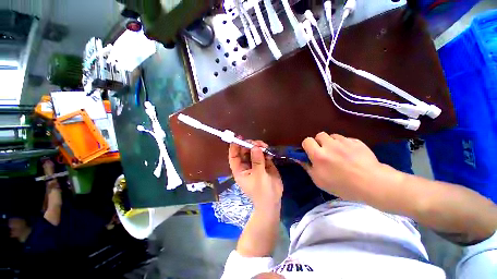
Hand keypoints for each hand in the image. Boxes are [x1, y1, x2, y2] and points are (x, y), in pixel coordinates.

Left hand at [228, 139, 282, 209]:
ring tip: (265, 147)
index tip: (238, 137)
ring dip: (259, 146)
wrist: (273, 201)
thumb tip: (255, 147)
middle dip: (250, 145)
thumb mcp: (259, 176)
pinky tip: (269, 153)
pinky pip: (262, 154)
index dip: (234, 146)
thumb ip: (257, 161)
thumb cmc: (262, 191)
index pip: (234, 156)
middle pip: (244, 151)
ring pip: (254, 150)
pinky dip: (265, 151)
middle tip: (257, 143)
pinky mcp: (264, 163)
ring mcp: (255, 163)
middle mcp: (246, 165)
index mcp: (240, 169)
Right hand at [301, 132, 397, 201]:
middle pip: (319, 135)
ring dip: (332, 142)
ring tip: (338, 153)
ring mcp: (344, 142)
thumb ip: (307, 167)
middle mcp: (330, 145)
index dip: (307, 146)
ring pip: (333, 136)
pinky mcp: (357, 141)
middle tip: (324, 152)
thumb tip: (299, 159)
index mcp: (319, 155)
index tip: (311, 152)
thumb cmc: (343, 186)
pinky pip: (346, 139)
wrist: (373, 184)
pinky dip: (344, 144)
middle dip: (319, 142)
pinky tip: (350, 154)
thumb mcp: (319, 181)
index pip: (307, 141)